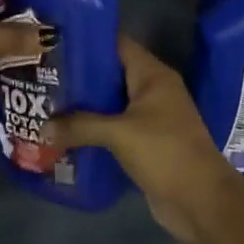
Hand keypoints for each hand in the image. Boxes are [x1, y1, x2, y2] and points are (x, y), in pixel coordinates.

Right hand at [44, 37, 240, 242]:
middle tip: (44, 74)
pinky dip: (94, 129)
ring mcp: (151, 118)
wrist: (202, 202)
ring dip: (84, 105)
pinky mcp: (146, 143)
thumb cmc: (165, 153)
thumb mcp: (119, 134)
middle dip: (80, 76)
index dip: (88, 40)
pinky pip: (114, 128)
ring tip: (48, 102)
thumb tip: (42, 128)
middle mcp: (153, 90)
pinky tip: (66, 133)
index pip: (117, 44)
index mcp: (153, 75)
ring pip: (111, 103)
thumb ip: (80, 126)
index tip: (56, 42)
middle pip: (111, 73)